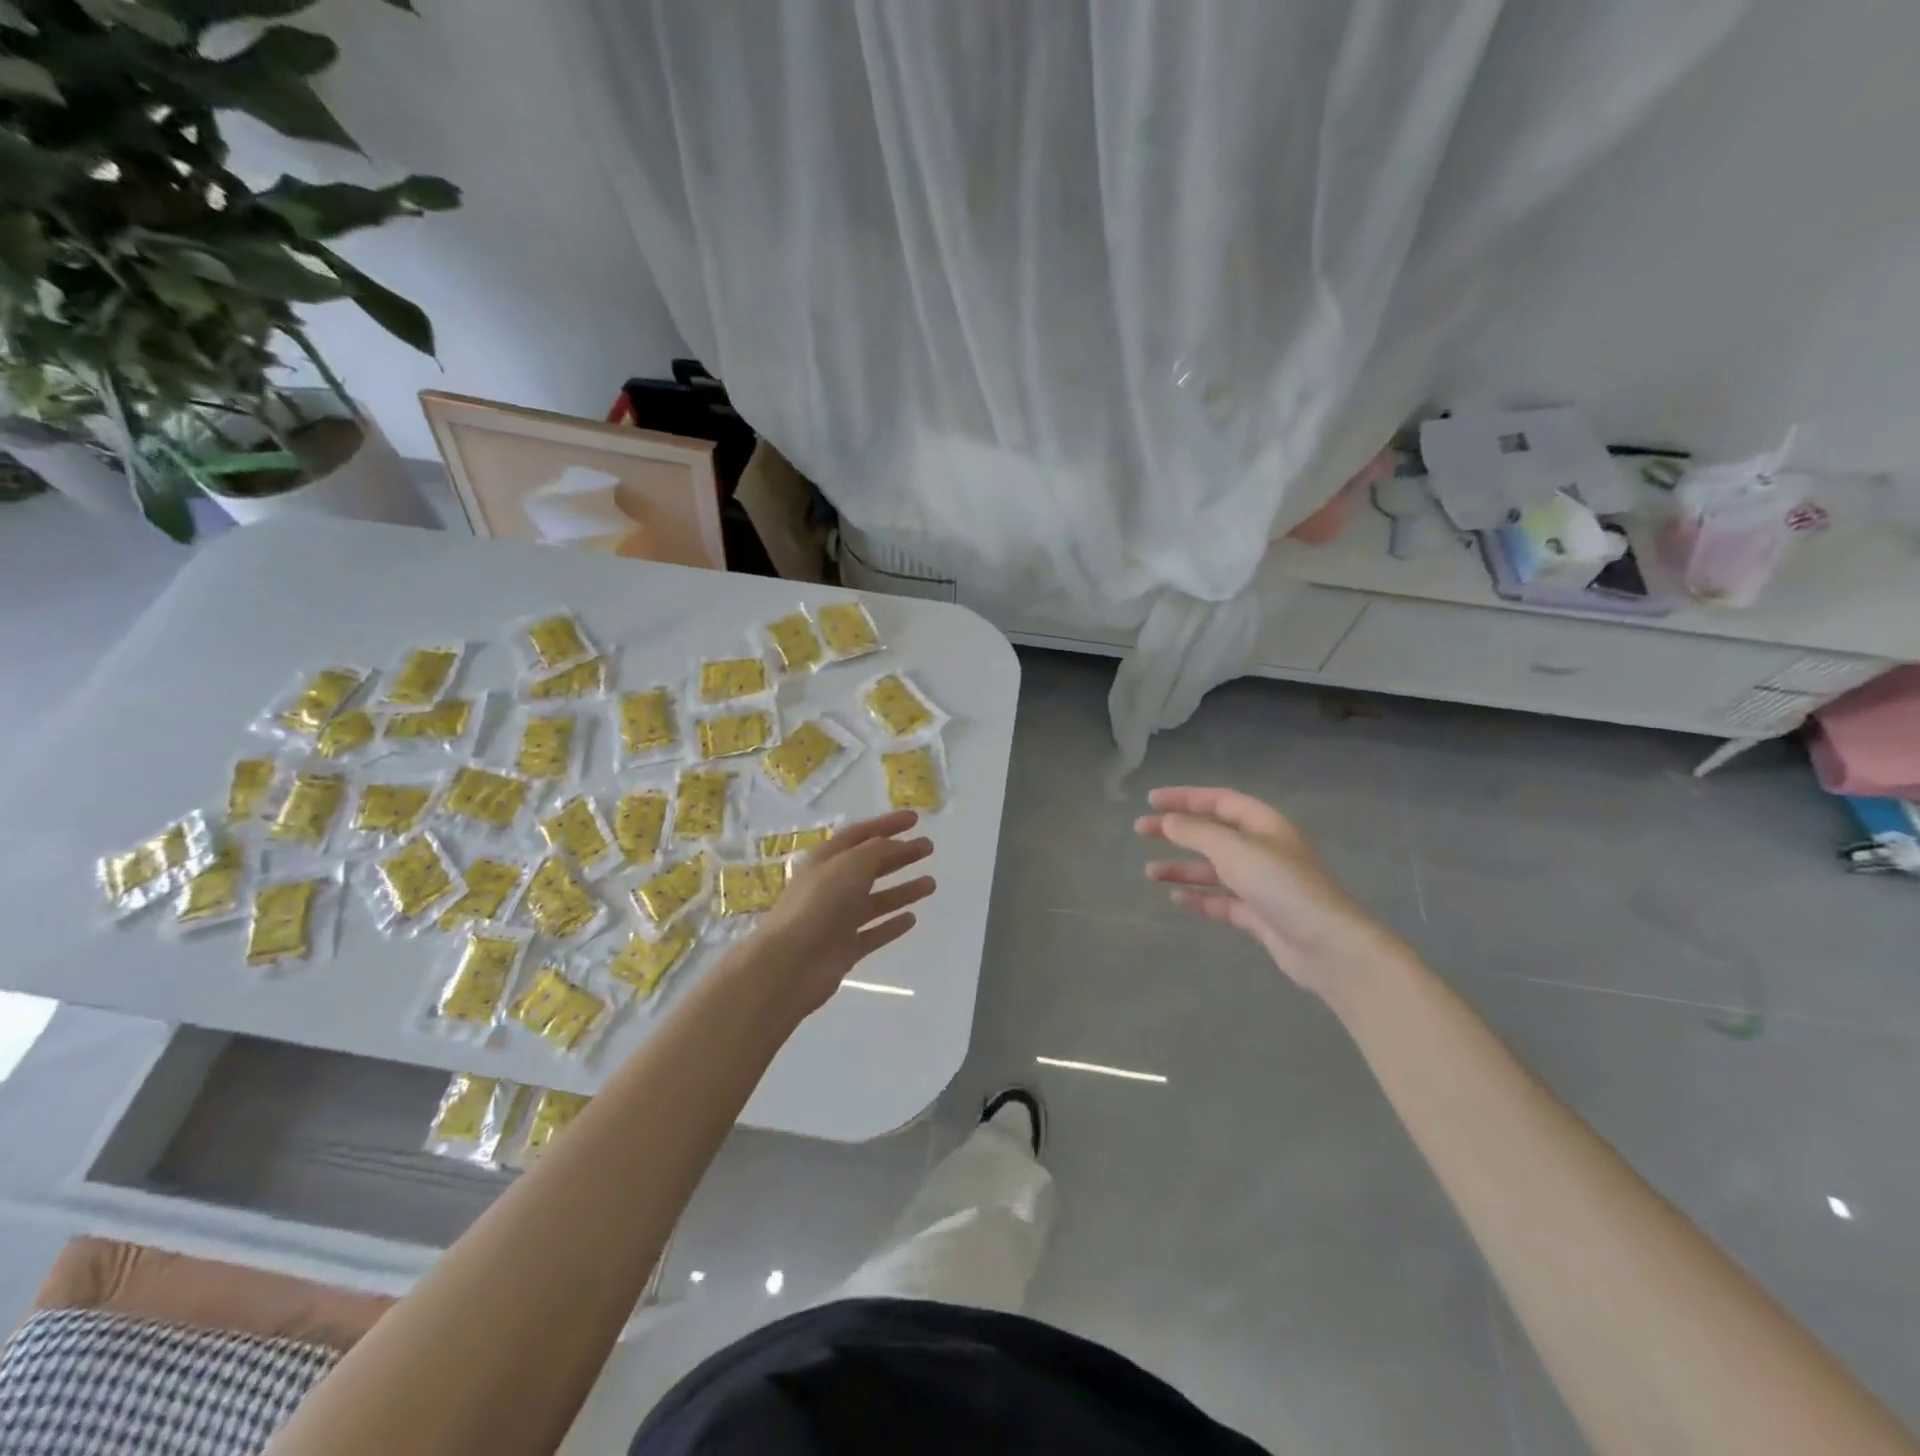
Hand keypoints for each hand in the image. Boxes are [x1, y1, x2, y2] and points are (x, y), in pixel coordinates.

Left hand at [740, 810, 934, 1015]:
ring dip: (902, 890)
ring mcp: (838, 919)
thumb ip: (877, 851)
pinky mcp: (845, 948)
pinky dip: (892, 925)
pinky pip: (874, 932)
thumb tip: (894, 845)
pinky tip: (912, 919)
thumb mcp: (851, 864)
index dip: (887, 824)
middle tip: (928, 848)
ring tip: (931, 884)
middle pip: (871, 865)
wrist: (792, 963)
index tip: (916, 819)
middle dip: (900, 855)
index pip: (860, 834)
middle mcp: (832, 886)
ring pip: (876, 900)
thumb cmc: (820, 904)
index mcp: (827, 859)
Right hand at [1135, 786, 1410, 997]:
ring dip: (1182, 867)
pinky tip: (1176, 899)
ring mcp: (1262, 884)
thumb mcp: (1234, 850)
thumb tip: (1169, 821)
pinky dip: (1199, 897)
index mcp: (1264, 825)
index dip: (1185, 798)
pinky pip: (1222, 900)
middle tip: (1141, 830)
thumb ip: (1197, 832)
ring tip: (1149, 873)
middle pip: (1213, 833)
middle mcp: (1263, 849)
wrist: (1327, 945)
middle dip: (1177, 830)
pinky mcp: (1260, 915)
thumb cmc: (1281, 886)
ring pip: (1214, 869)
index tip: (1151, 801)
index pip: (1219, 801)